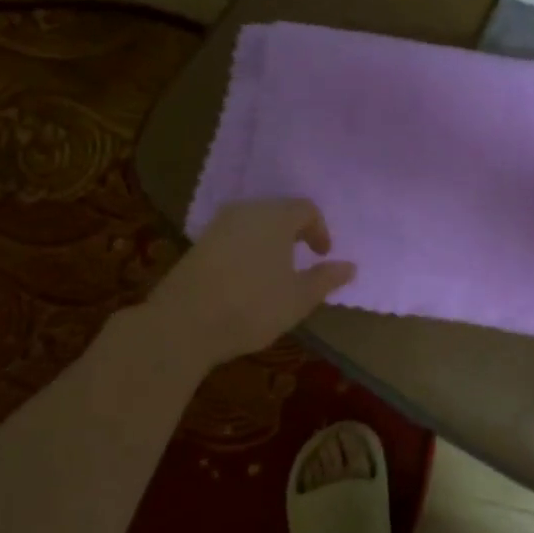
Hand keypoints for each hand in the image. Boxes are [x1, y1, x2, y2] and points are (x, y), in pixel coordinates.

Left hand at [146, 200, 355, 367]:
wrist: (183, 324)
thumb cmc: (252, 307)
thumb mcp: (298, 298)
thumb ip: (326, 279)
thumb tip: (350, 266)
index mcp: (275, 217)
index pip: (306, 209)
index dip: (320, 230)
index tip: (323, 255)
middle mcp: (246, 212)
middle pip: (278, 211)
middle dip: (295, 232)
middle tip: (303, 258)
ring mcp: (218, 226)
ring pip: (253, 223)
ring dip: (270, 241)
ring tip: (276, 270)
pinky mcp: (198, 244)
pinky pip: (233, 236)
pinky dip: (247, 249)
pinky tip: (246, 278)